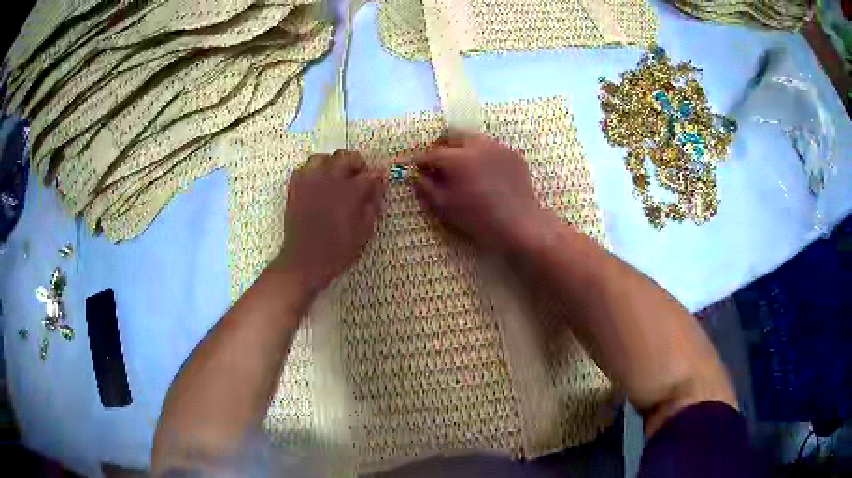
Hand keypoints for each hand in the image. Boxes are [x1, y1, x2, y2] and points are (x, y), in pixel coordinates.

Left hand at [273, 150, 385, 296]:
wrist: (304, 261)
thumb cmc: (337, 252)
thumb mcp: (364, 232)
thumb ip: (372, 205)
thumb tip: (377, 186)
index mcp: (349, 192)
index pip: (369, 174)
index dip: (377, 176)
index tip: (380, 180)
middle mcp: (329, 180)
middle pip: (345, 157)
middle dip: (356, 164)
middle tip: (359, 176)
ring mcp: (309, 182)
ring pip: (322, 158)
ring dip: (332, 164)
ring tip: (335, 177)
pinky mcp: (295, 188)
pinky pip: (304, 168)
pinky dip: (312, 171)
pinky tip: (317, 183)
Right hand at [411, 130, 548, 251]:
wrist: (519, 225)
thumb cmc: (478, 219)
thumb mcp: (445, 206)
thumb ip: (425, 187)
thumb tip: (413, 174)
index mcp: (457, 158)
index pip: (430, 153)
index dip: (418, 160)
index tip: (412, 167)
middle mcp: (477, 145)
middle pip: (451, 135)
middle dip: (440, 146)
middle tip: (437, 164)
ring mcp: (498, 147)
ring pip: (472, 138)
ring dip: (461, 148)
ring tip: (461, 168)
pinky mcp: (513, 154)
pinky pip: (491, 147)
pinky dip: (482, 155)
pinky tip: (484, 174)